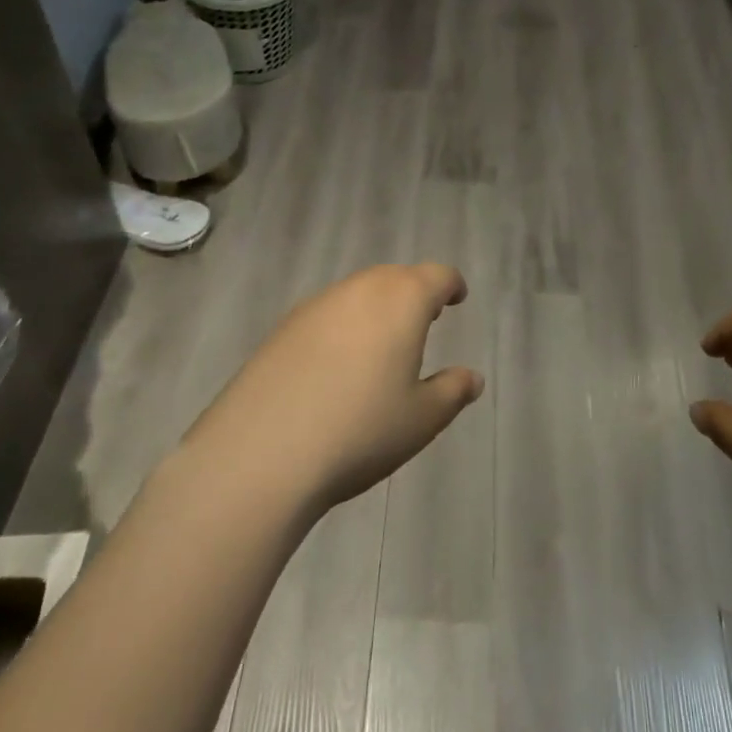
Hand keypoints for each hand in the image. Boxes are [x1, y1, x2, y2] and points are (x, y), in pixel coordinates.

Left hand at [181, 263, 483, 514]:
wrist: (259, 455)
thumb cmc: (359, 431)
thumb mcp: (421, 420)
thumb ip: (452, 392)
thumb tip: (472, 378)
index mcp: (402, 300)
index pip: (436, 276)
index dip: (451, 285)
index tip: (457, 298)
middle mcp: (360, 289)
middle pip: (396, 278)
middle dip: (414, 293)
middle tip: (423, 321)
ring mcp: (317, 305)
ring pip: (358, 293)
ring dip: (376, 308)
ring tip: (381, 344)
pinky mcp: (282, 328)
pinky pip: (326, 314)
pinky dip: (342, 326)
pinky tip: (335, 366)